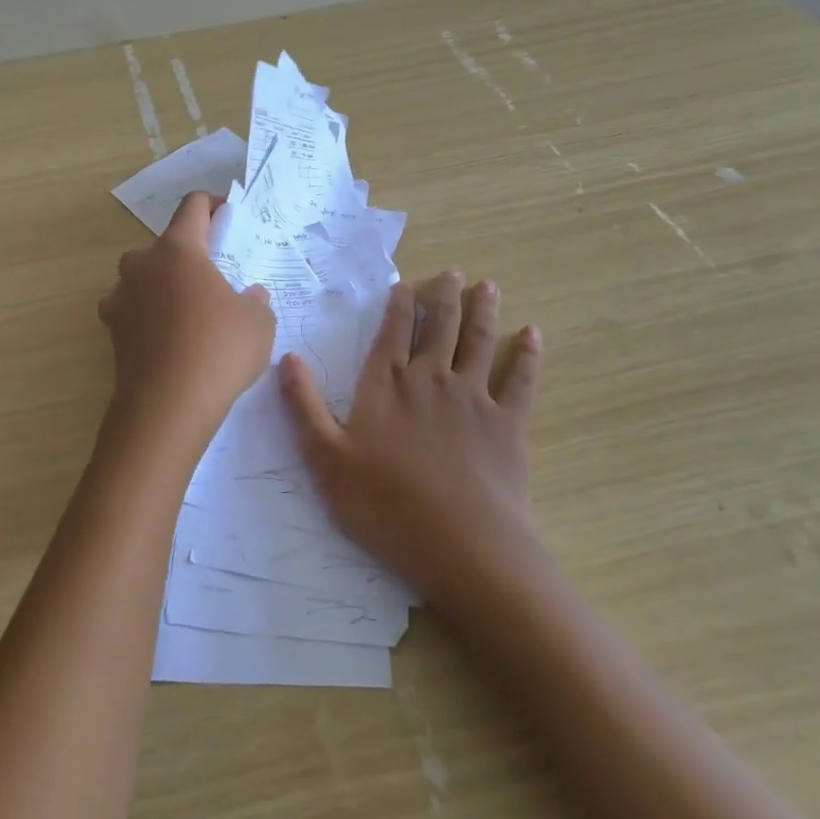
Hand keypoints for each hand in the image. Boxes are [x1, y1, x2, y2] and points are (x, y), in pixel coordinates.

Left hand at [99, 192, 274, 453]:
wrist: (167, 405)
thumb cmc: (219, 350)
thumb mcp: (258, 322)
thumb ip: (256, 301)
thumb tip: (251, 295)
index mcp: (178, 249)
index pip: (192, 206)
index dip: (212, 204)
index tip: (228, 216)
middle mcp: (142, 264)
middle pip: (164, 243)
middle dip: (187, 252)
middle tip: (213, 275)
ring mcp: (121, 296)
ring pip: (142, 275)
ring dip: (162, 282)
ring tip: (188, 307)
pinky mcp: (112, 329)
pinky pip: (131, 308)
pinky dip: (146, 313)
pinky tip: (166, 335)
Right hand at [279, 272, 541, 607]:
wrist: (462, 547)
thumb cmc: (385, 505)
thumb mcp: (326, 459)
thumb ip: (305, 406)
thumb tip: (287, 358)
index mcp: (387, 384)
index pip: (393, 331)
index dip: (400, 304)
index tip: (406, 283)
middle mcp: (431, 379)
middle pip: (440, 326)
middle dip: (445, 295)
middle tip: (453, 272)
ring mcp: (474, 398)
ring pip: (479, 341)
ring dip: (483, 311)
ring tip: (488, 286)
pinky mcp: (509, 424)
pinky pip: (521, 380)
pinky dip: (527, 354)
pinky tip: (533, 334)